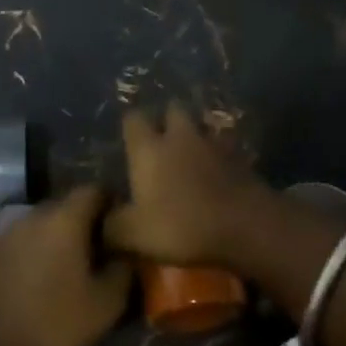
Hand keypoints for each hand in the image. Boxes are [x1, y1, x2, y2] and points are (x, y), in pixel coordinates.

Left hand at [0, 186, 131, 345]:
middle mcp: (30, 216)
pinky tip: (35, 285)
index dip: (111, 203)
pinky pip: (16, 246)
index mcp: (63, 220)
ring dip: (54, 241)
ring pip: (38, 227)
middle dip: (83, 224)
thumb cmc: (53, 326)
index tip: (122, 226)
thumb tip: (126, 253)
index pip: (93, 190)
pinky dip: (30, 256)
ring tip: (67, 271)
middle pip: (64, 207)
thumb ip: (122, 270)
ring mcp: (1, 234)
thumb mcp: (105, 305)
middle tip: (99, 252)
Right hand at [104, 102, 270, 267]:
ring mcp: (215, 144)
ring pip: (201, 127)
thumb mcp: (133, 235)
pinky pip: (224, 148)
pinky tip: (216, 174)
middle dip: (166, 121)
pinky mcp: (241, 158)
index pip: (133, 119)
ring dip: (195, 137)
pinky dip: (218, 156)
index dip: (130, 127)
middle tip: (160, 143)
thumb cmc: (182, 225)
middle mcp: (180, 136)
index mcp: (149, 148)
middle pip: (172, 110)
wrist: (248, 225)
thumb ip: (110, 226)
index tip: (128, 142)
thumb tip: (98, 221)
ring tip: (190, 157)